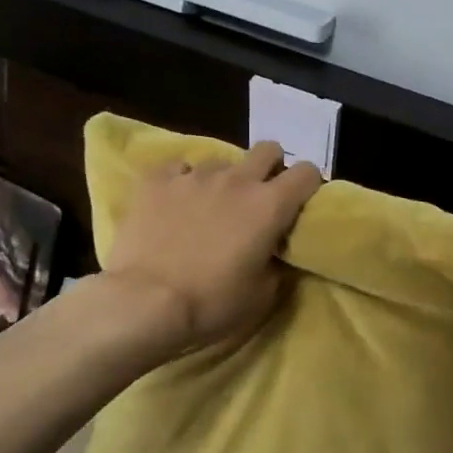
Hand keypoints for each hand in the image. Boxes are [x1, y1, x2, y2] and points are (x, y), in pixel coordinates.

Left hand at [101, 141, 322, 361]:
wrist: (145, 303)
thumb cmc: (212, 303)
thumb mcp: (262, 294)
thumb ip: (277, 264)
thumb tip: (276, 253)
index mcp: (270, 205)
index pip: (307, 172)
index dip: (308, 184)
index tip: (299, 203)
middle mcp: (237, 180)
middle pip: (268, 150)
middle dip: (270, 167)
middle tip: (260, 196)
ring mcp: (194, 177)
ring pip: (221, 162)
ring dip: (224, 180)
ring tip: (210, 206)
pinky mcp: (156, 182)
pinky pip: (178, 168)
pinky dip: (183, 182)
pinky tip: (176, 203)